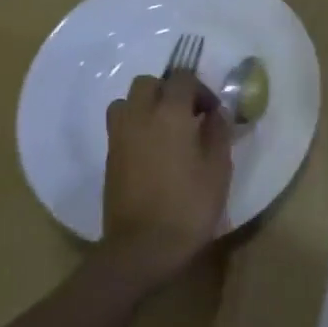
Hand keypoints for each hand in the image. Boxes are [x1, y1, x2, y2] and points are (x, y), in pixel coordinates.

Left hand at [101, 72, 232, 283]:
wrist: (142, 248)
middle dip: (169, 90)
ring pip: (127, 101)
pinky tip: (153, 151)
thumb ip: (218, 133)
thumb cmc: (188, 207)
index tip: (212, 112)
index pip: (182, 78)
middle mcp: (140, 116)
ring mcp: (119, 136)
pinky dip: (135, 126)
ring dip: (146, 106)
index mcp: (170, 114)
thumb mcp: (218, 169)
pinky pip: (120, 125)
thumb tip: (216, 113)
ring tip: (165, 129)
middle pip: (148, 83)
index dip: (200, 89)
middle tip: (188, 115)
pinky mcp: (109, 157)